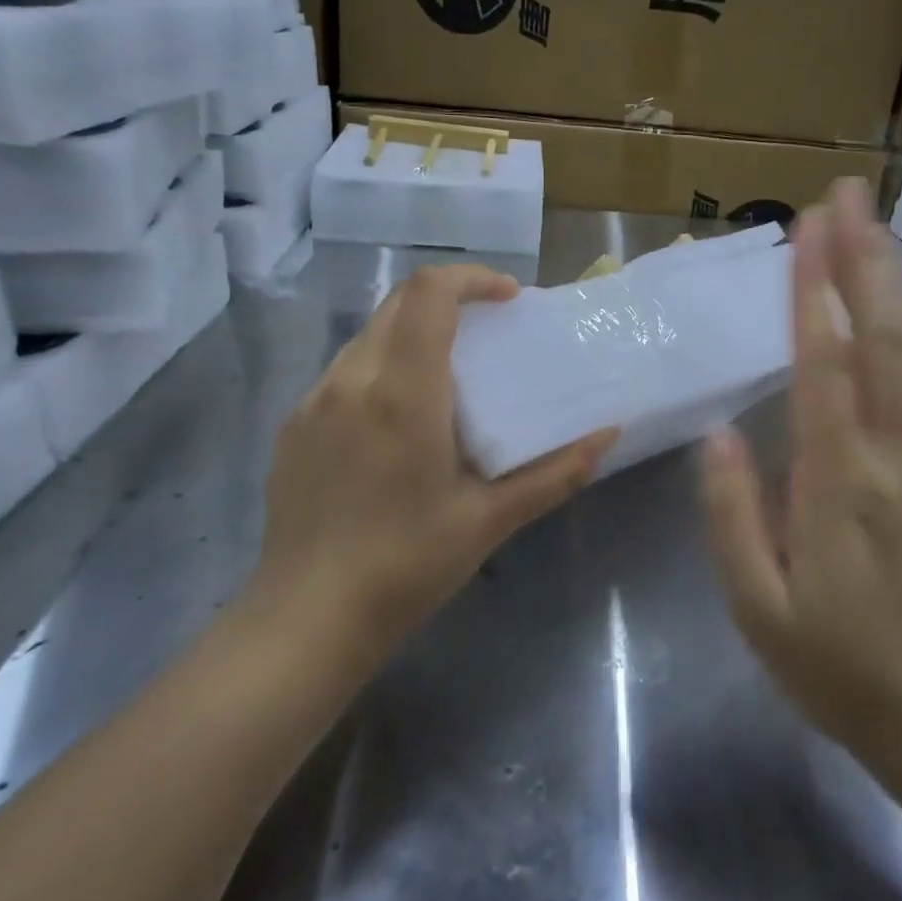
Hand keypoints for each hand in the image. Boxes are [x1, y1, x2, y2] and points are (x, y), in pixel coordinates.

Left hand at [257, 265, 616, 659]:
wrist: (306, 621)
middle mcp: (351, 380)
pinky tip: (397, 421)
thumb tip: (608, 435)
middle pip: (398, 303)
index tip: (507, 298)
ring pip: (369, 336)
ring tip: (445, 377)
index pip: (429, 294)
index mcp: (402, 393)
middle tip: (487, 332)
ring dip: (412, 334)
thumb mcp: (490, 519)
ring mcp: (313, 401)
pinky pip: (343, 372)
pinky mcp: (293, 426)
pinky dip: (380, 368)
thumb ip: (555, 472)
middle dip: (448, 301)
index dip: (472, 279)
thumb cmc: (407, 565)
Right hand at [701, 179, 901, 763]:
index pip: (825, 368)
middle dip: (863, 260)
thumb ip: (733, 516)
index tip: (806, 230)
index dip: (815, 293)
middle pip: (882, 341)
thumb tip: (719, 433)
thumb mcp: (758, 608)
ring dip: (896, 284)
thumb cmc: (837, 666)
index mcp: (838, 486)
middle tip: (846, 196)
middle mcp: (893, 458)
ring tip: (876, 227)